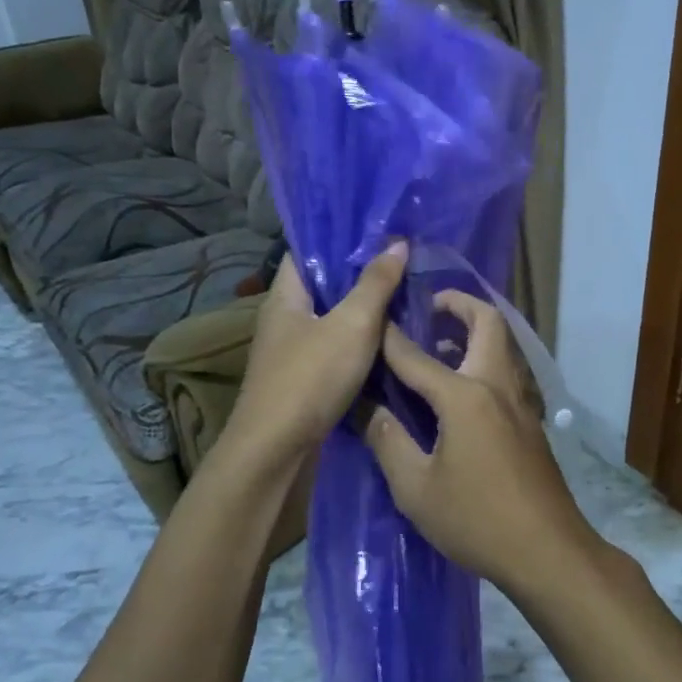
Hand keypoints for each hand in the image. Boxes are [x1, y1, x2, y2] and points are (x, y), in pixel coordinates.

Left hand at [227, 245, 407, 466]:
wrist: (277, 451)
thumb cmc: (311, 378)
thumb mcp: (352, 324)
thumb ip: (376, 284)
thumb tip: (397, 243)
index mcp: (286, 296)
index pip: (307, 251)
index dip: (340, 238)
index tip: (379, 230)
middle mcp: (285, 319)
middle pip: (324, 286)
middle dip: (360, 274)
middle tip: (402, 261)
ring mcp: (293, 352)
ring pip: (332, 319)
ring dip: (363, 310)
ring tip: (404, 295)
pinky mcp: (304, 380)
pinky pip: (336, 348)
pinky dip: (360, 342)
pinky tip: (389, 340)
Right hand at [363, 291, 592, 589]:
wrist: (548, 551)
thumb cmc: (477, 519)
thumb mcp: (416, 488)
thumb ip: (389, 441)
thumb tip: (368, 408)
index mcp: (465, 397)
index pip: (417, 356)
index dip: (389, 337)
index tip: (371, 318)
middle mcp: (497, 387)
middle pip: (488, 323)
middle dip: (459, 304)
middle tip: (429, 307)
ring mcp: (521, 403)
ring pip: (503, 345)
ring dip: (476, 331)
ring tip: (441, 342)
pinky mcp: (531, 422)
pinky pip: (506, 372)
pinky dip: (484, 360)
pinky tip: (461, 389)